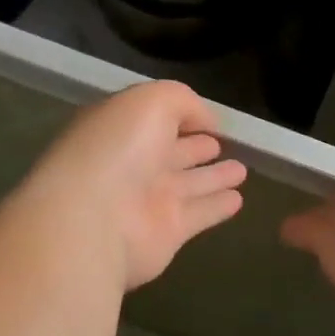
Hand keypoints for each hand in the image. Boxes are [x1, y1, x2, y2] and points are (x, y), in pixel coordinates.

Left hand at [20, 81, 246, 291]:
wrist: (93, 221)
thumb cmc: (118, 149)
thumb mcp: (151, 102)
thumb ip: (184, 102)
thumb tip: (208, 121)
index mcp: (120, 129)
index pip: (153, 119)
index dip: (180, 115)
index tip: (209, 118)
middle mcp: (132, 164)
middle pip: (172, 152)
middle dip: (197, 146)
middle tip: (223, 142)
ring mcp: (148, 200)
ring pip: (189, 183)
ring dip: (214, 177)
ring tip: (242, 170)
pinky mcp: (166, 233)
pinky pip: (200, 214)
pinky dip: (217, 207)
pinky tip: (238, 200)